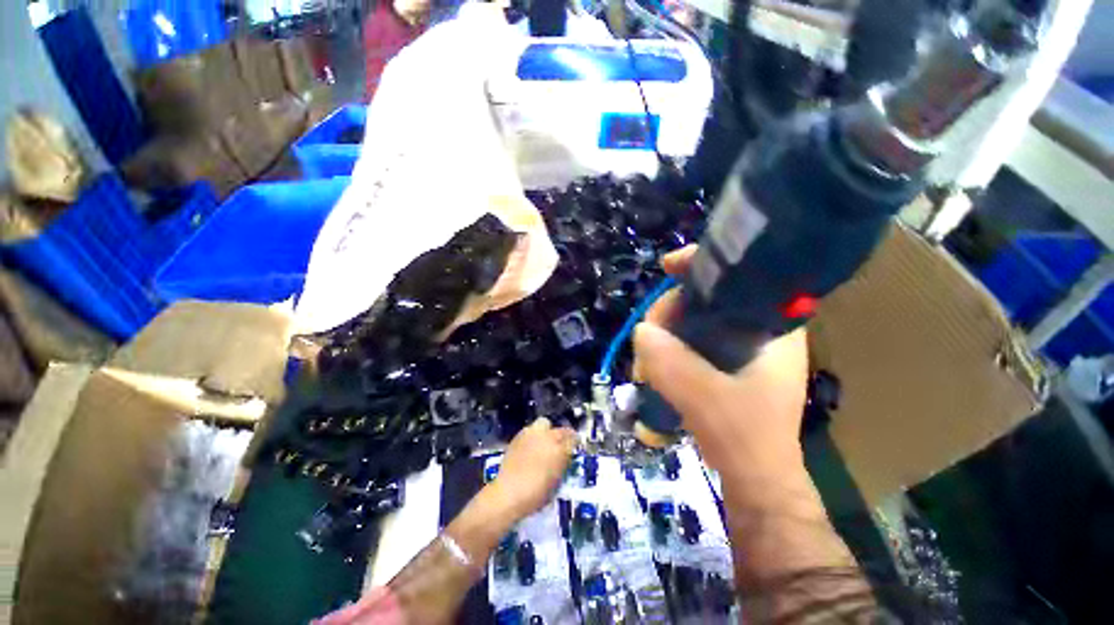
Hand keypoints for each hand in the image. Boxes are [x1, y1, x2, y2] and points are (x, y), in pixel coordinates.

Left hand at [490, 417, 575, 518]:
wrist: (509, 492)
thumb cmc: (536, 494)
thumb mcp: (556, 483)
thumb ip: (562, 465)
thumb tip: (563, 457)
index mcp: (560, 450)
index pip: (573, 439)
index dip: (575, 443)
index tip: (574, 447)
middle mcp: (548, 437)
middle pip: (561, 430)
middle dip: (563, 436)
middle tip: (560, 445)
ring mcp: (533, 434)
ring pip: (544, 423)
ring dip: (546, 431)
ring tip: (543, 441)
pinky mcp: (519, 435)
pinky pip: (530, 429)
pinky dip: (532, 435)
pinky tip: (530, 445)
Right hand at [633, 246, 809, 486]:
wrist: (756, 481)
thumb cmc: (745, 439)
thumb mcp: (706, 400)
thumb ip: (673, 365)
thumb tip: (642, 332)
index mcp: (772, 330)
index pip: (742, 277)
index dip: (704, 265)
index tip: (668, 266)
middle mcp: (759, 332)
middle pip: (707, 298)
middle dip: (670, 311)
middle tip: (647, 336)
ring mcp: (740, 349)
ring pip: (694, 321)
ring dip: (665, 332)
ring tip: (646, 359)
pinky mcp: (725, 365)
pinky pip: (691, 340)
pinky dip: (671, 345)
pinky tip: (656, 361)